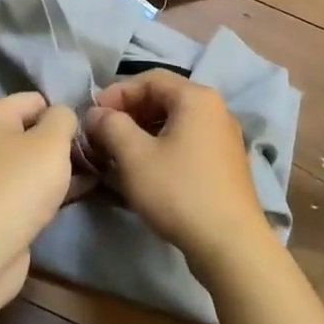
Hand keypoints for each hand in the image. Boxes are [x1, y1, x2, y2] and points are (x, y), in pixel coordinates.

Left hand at [0, 92, 77, 310]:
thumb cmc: (19, 183)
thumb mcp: (53, 139)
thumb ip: (64, 117)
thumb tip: (63, 117)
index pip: (34, 101)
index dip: (61, 117)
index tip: (81, 139)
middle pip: (30, 132)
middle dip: (59, 146)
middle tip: (86, 162)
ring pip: (28, 163)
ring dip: (55, 170)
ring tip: (86, 180)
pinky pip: (22, 188)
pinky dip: (43, 191)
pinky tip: (70, 198)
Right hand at [84, 71, 272, 282]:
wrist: (230, 244)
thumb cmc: (179, 191)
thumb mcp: (134, 156)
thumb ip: (111, 126)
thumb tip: (96, 114)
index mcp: (196, 97)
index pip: (149, 79)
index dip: (117, 93)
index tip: (92, 115)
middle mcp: (215, 109)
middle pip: (164, 98)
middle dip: (129, 113)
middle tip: (102, 134)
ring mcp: (223, 137)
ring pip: (174, 123)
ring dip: (142, 132)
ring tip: (117, 153)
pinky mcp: (224, 163)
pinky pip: (187, 142)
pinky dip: (161, 148)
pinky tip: (144, 170)